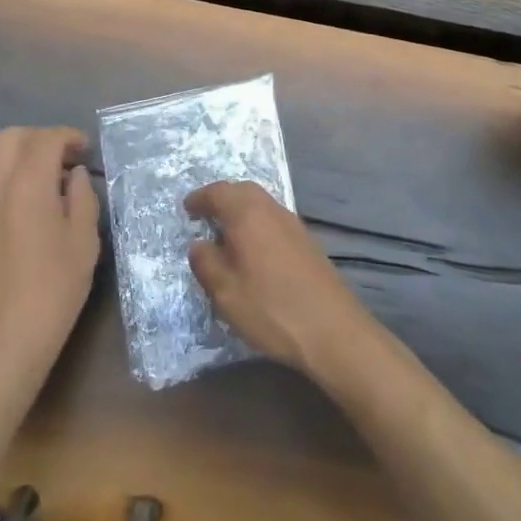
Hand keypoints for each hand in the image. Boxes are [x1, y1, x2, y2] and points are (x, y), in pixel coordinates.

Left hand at [0, 127, 100, 382]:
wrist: (6, 337)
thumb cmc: (55, 288)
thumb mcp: (84, 241)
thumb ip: (82, 198)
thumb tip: (74, 175)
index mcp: (28, 185)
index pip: (46, 140)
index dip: (69, 137)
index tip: (86, 149)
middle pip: (12, 138)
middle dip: (41, 138)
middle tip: (65, 158)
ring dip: (20, 154)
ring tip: (45, 177)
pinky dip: (6, 174)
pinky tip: (26, 200)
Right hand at [186, 181, 378, 377]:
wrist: (333, 330)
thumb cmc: (271, 308)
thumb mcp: (226, 292)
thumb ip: (206, 262)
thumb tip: (199, 244)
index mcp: (248, 215)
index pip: (218, 192)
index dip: (200, 198)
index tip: (187, 209)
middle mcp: (272, 211)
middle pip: (243, 191)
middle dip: (222, 198)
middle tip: (205, 216)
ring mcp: (294, 225)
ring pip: (262, 204)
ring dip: (241, 211)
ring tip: (226, 234)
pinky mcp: (308, 242)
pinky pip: (274, 220)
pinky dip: (257, 224)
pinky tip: (253, 250)